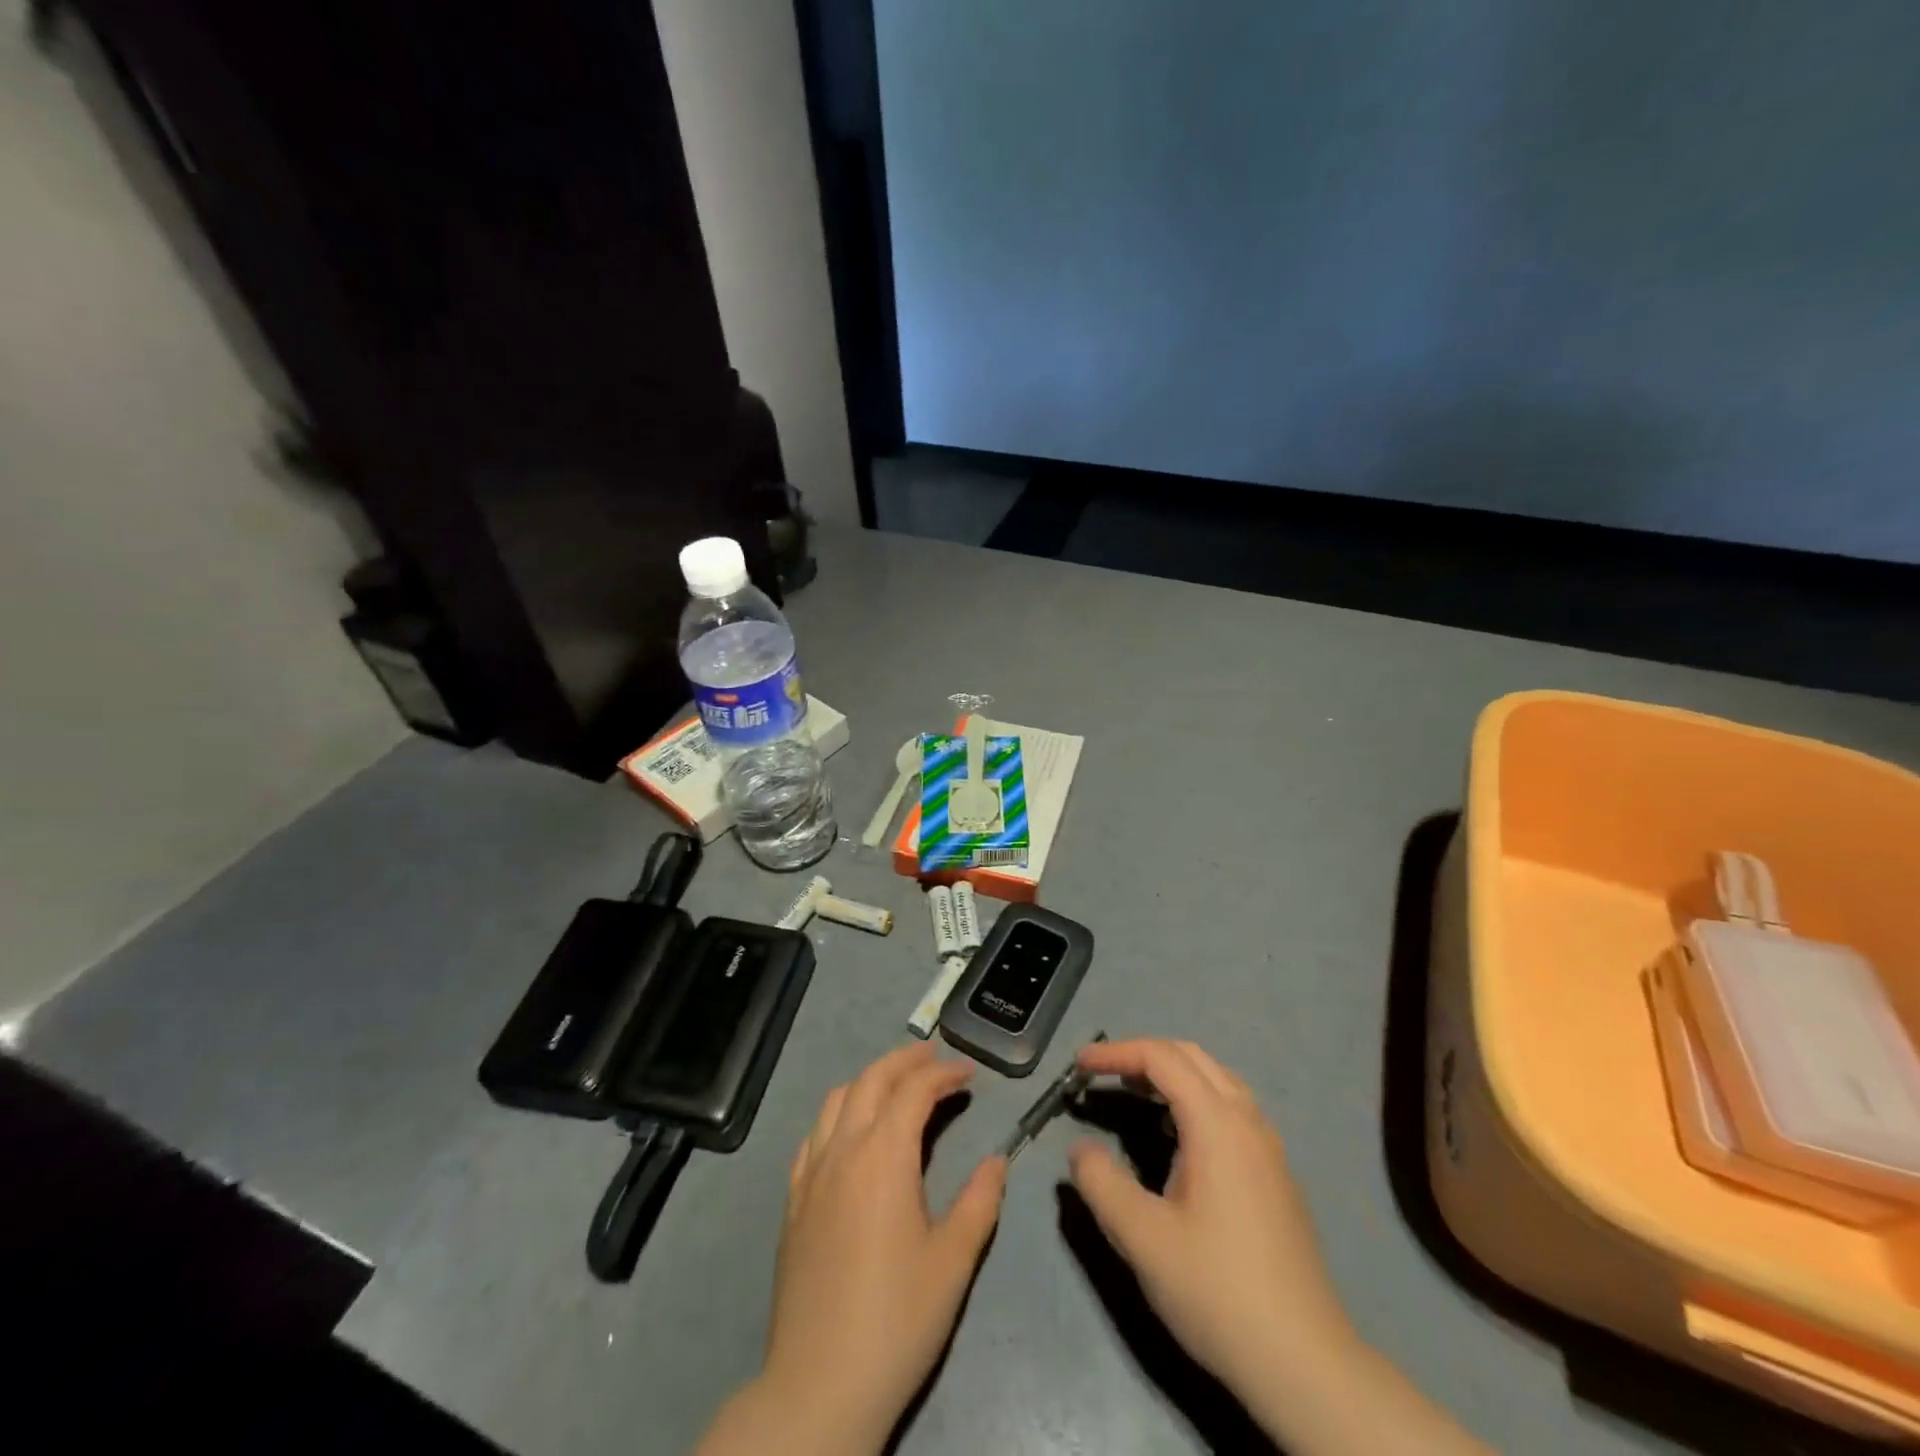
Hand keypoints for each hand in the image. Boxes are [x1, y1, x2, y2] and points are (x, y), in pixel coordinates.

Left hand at [698, 1042, 1006, 1455]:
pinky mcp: (793, 1199)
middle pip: (872, 1079)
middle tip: (935, 1058)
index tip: (969, 1074)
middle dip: (905, 1060)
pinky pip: (814, 1134)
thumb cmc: (896, 1320)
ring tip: (897, 1084)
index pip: (914, 1091)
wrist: (819, 1384)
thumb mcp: (953, 1261)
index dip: (944, 1074)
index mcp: (883, 1156)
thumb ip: (979, 1201)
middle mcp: (843, 1149)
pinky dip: (839, 1113)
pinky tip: (851, 1131)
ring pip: (837, 1098)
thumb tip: (997, 1160)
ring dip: (870, 1079)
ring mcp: (811, 1172)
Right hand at [1068, 1039, 1357, 1408]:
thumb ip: (1101, 1183)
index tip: (1079, 1065)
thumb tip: (1080, 1149)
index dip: (1116, 1052)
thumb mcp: (1143, 1238)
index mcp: (1218, 1124)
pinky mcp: (1276, 1175)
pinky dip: (1194, 1098)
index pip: (1161, 1058)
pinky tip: (1176, 1136)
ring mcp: (1268, 1148)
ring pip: (1217, 1080)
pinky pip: (1231, 1108)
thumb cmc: (1218, 1291)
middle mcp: (1248, 1121)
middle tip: (1103, 1074)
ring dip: (1172, 1074)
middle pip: (1192, 1057)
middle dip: (1143, 1054)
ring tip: (1134, 1094)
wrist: (1305, 1364)